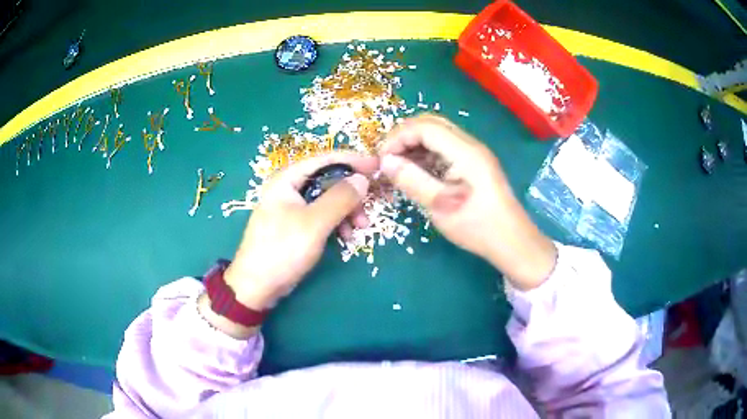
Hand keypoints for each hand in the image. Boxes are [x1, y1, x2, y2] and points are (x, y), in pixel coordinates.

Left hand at [224, 152, 377, 309]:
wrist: (257, 286)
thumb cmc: (282, 250)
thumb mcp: (315, 223)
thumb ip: (340, 198)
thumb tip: (363, 179)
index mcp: (288, 178)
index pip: (325, 159)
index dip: (354, 160)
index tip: (378, 166)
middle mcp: (289, 187)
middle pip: (329, 180)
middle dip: (352, 194)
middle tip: (370, 208)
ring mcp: (293, 207)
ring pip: (328, 200)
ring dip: (347, 211)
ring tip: (360, 229)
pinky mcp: (297, 224)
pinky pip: (323, 216)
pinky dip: (337, 223)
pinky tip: (346, 237)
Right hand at [379, 114, 555, 289]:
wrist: (512, 241)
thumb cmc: (478, 226)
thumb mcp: (441, 206)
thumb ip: (412, 180)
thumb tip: (386, 162)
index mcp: (465, 151)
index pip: (424, 127)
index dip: (398, 137)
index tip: (382, 159)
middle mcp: (470, 144)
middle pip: (431, 123)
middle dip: (404, 137)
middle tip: (388, 159)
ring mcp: (474, 152)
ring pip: (437, 134)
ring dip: (414, 145)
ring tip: (399, 167)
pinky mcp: (474, 163)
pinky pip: (445, 147)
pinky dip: (426, 154)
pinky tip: (417, 171)